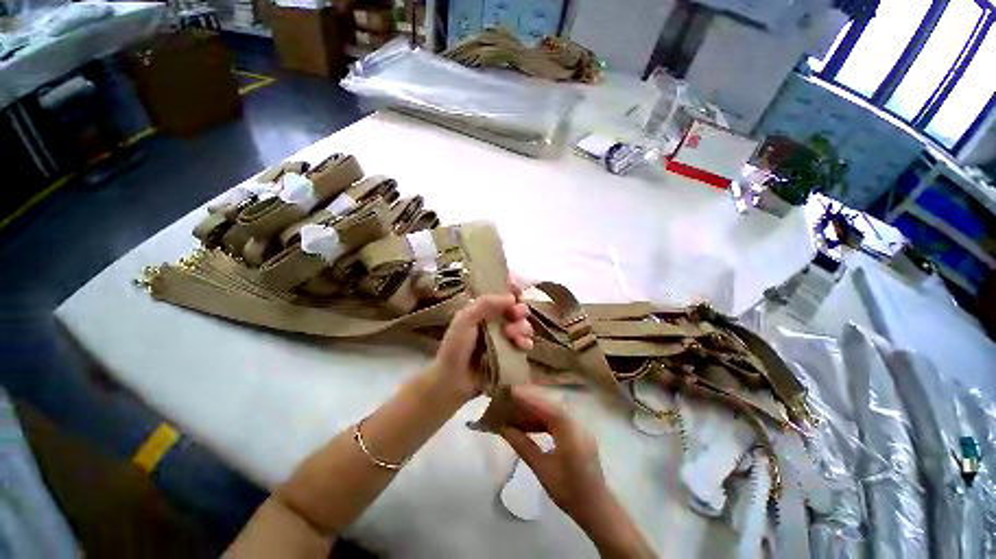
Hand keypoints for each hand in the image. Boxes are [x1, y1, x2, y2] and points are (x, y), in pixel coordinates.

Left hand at [426, 280, 532, 402]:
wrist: (454, 381)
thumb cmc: (455, 347)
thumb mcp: (465, 319)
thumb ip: (485, 304)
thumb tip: (512, 297)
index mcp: (482, 308)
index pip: (501, 291)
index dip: (512, 288)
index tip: (518, 291)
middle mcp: (495, 319)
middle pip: (516, 308)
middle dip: (519, 310)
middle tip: (516, 315)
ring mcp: (503, 336)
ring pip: (523, 324)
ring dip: (522, 327)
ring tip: (512, 336)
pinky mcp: (510, 352)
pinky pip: (525, 343)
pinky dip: (526, 342)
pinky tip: (522, 346)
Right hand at [500, 387, 656, 558]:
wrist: (597, 508)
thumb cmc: (569, 490)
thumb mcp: (542, 469)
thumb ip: (523, 445)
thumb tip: (504, 428)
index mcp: (569, 429)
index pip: (545, 406)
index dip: (528, 397)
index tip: (511, 391)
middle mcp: (576, 422)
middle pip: (550, 405)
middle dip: (530, 401)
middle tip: (511, 398)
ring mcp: (579, 427)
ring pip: (554, 411)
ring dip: (536, 410)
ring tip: (517, 411)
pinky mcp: (579, 434)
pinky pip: (559, 420)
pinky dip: (544, 419)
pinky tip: (531, 425)